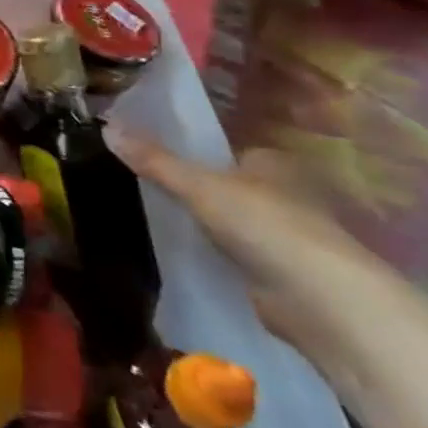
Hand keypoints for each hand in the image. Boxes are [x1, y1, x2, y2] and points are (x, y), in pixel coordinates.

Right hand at [109, 130, 392, 355]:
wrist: (322, 302)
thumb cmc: (265, 225)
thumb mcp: (198, 186)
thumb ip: (154, 161)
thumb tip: (105, 126)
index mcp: (272, 161)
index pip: (225, 150)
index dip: (191, 152)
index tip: (151, 156)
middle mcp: (284, 194)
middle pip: (227, 185)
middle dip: (195, 189)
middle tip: (143, 186)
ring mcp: (285, 236)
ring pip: (231, 221)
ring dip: (204, 224)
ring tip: (152, 217)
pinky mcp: (281, 274)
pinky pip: (235, 255)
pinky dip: (214, 254)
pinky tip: (182, 253)